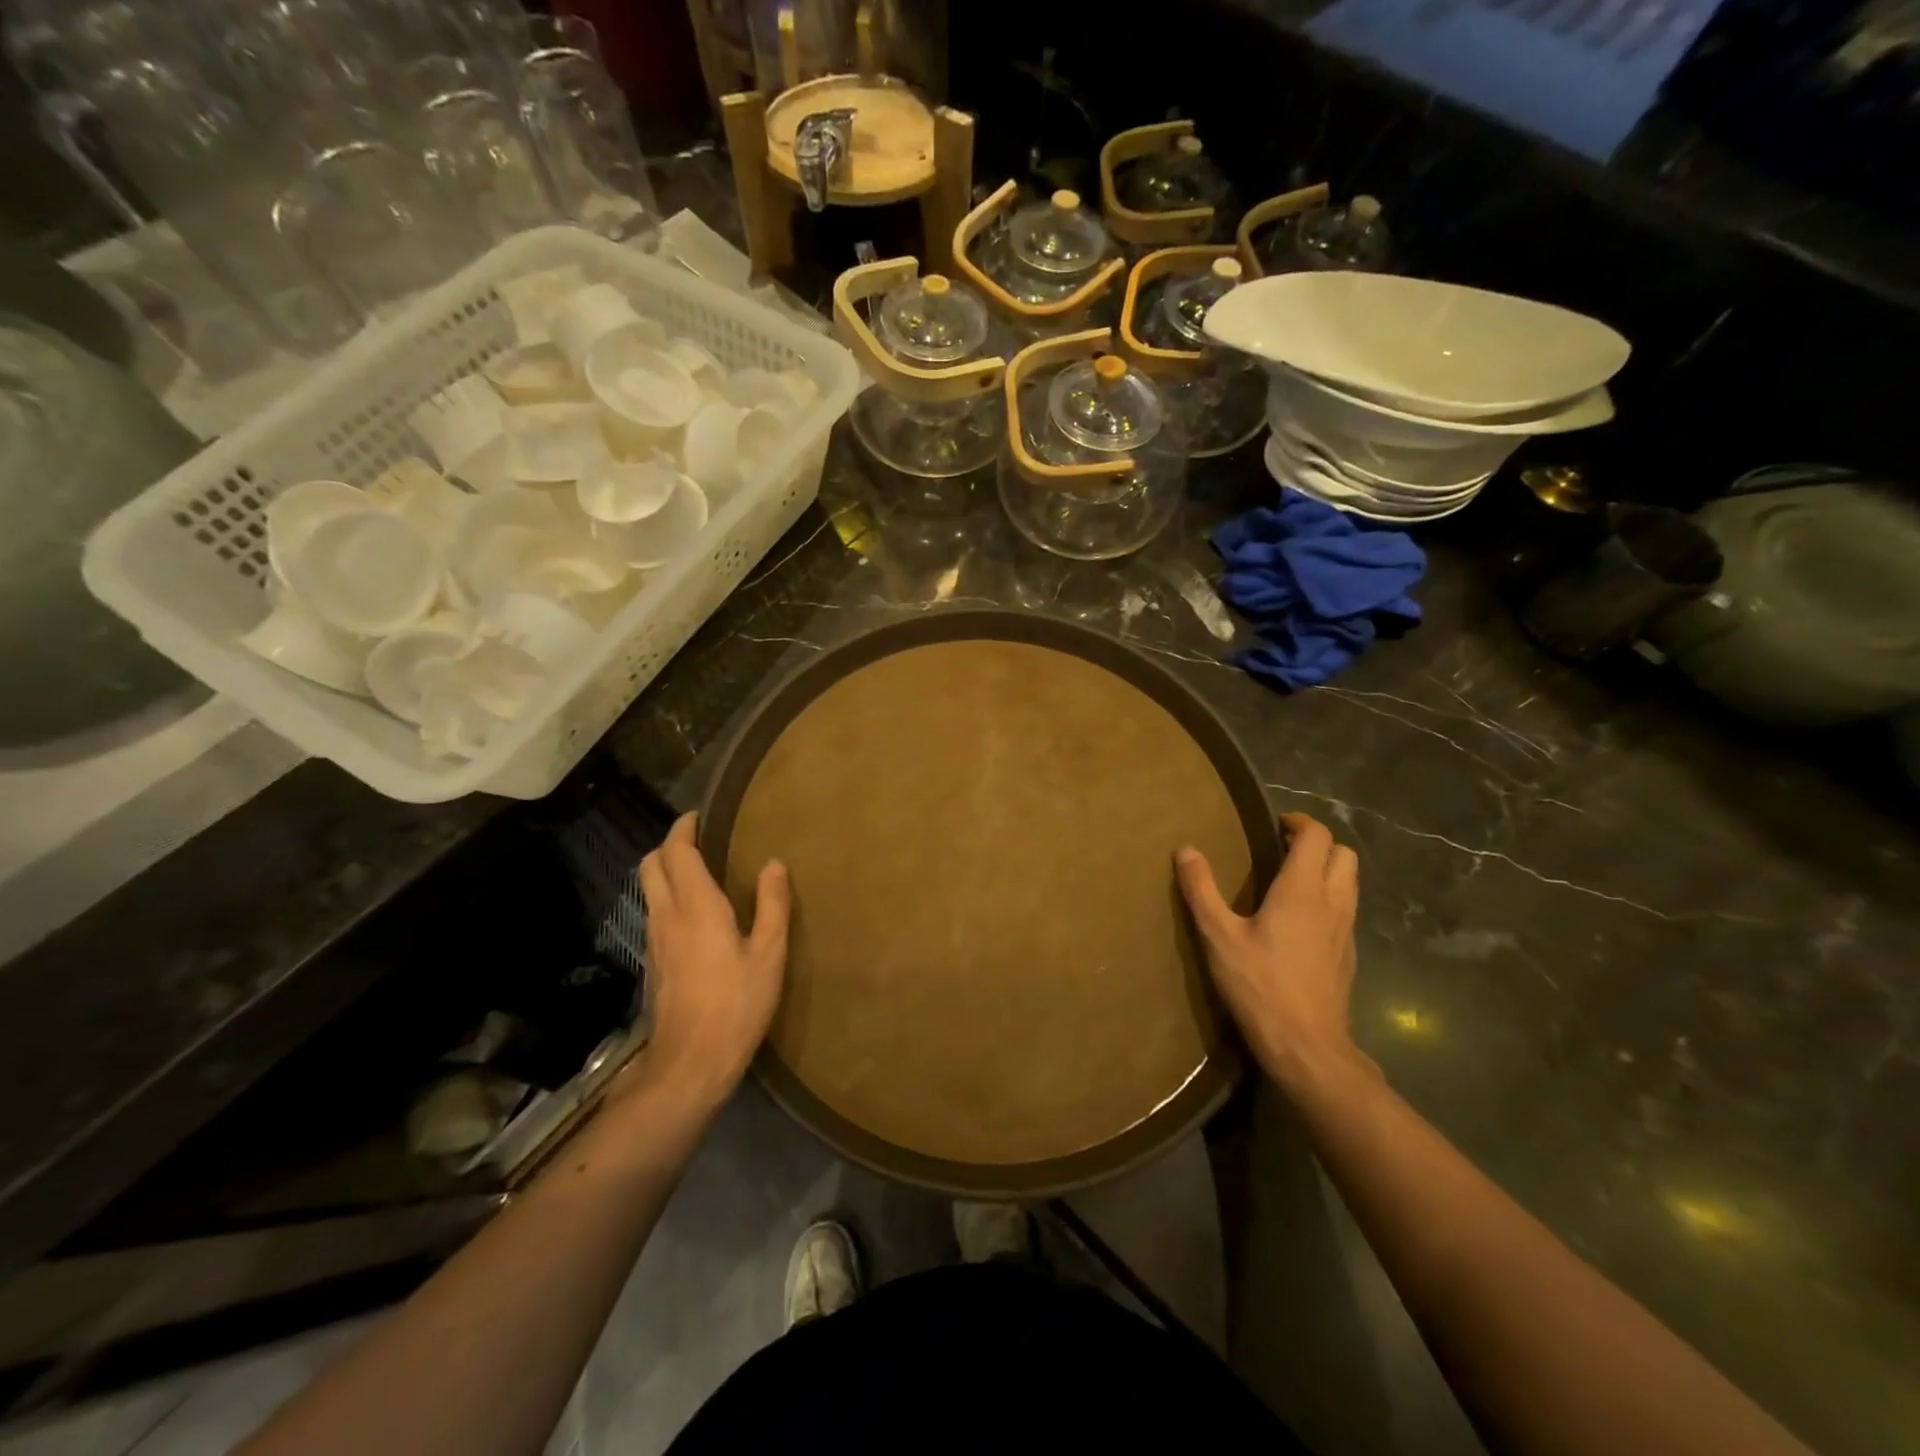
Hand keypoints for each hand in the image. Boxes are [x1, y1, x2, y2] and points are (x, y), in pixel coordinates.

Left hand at [636, 812, 790, 1103]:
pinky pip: (655, 913)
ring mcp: (654, 940)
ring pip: (649, 889)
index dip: (685, 828)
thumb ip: (773, 905)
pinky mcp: (653, 962)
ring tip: (701, 872)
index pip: (677, 852)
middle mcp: (667, 916)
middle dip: (670, 845)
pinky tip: (696, 914)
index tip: (701, 816)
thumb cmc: (736, 1004)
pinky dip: (668, 897)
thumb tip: (773, 864)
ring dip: (667, 871)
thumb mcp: (769, 954)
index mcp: (696, 906)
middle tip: (700, 841)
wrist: (689, 1064)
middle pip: (651, 865)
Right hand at [1176, 813, 1365, 1089]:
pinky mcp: (1349, 955)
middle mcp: (1333, 902)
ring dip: (1327, 870)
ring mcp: (1347, 930)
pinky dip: (1330, 899)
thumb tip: (1186, 850)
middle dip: (1318, 843)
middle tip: (1284, 850)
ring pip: (1350, 882)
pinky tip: (1302, 921)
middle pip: (1344, 854)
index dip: (1299, 822)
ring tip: (1292, 880)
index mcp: (1302, 890)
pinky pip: (1347, 910)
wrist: (1307, 1046)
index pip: (1317, 836)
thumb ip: (1201, 890)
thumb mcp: (1218, 937)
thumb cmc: (1260, 985)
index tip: (1274, 825)